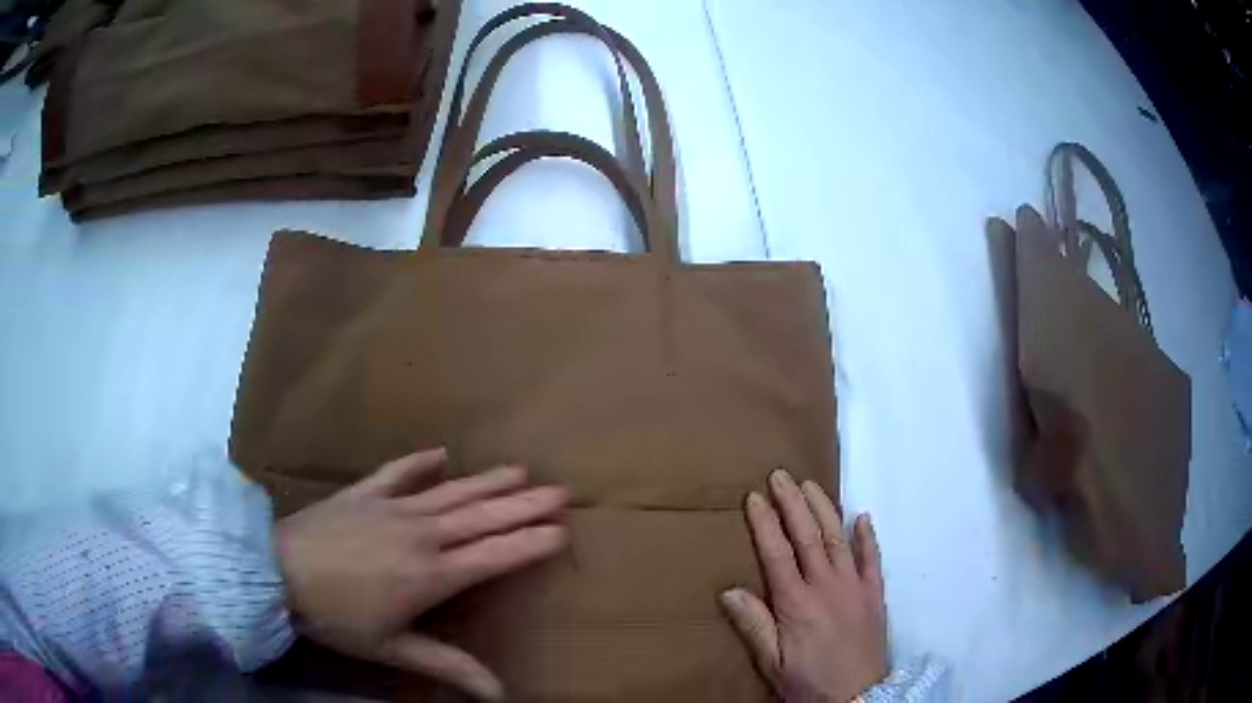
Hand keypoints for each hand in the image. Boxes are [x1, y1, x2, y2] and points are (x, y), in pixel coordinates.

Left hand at [274, 449, 569, 700]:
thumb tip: (500, 694)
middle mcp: (421, 534)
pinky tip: (440, 452)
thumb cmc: (336, 618)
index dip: (530, 543)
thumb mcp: (392, 649)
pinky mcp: (364, 492)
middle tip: (560, 490)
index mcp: (431, 574)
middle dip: (524, 504)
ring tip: (520, 470)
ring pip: (451, 492)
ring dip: (487, 481)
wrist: (277, 573)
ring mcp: (392, 507)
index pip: (494, 555)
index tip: (562, 530)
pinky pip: (399, 471)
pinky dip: (421, 462)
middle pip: (482, 516)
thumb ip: (447, 666)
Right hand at [721, 470, 887, 702]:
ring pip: (837, 539)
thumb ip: (754, 625)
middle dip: (792, 503)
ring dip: (823, 509)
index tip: (754, 497)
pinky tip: (862, 517)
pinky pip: (872, 559)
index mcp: (796, 603)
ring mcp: (854, 587)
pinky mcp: (874, 594)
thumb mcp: (772, 663)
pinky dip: (867, 537)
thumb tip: (729, 589)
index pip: (776, 554)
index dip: (765, 523)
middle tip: (780, 475)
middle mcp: (826, 586)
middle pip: (807, 537)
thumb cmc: (809, 681)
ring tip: (810, 484)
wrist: (857, 697)